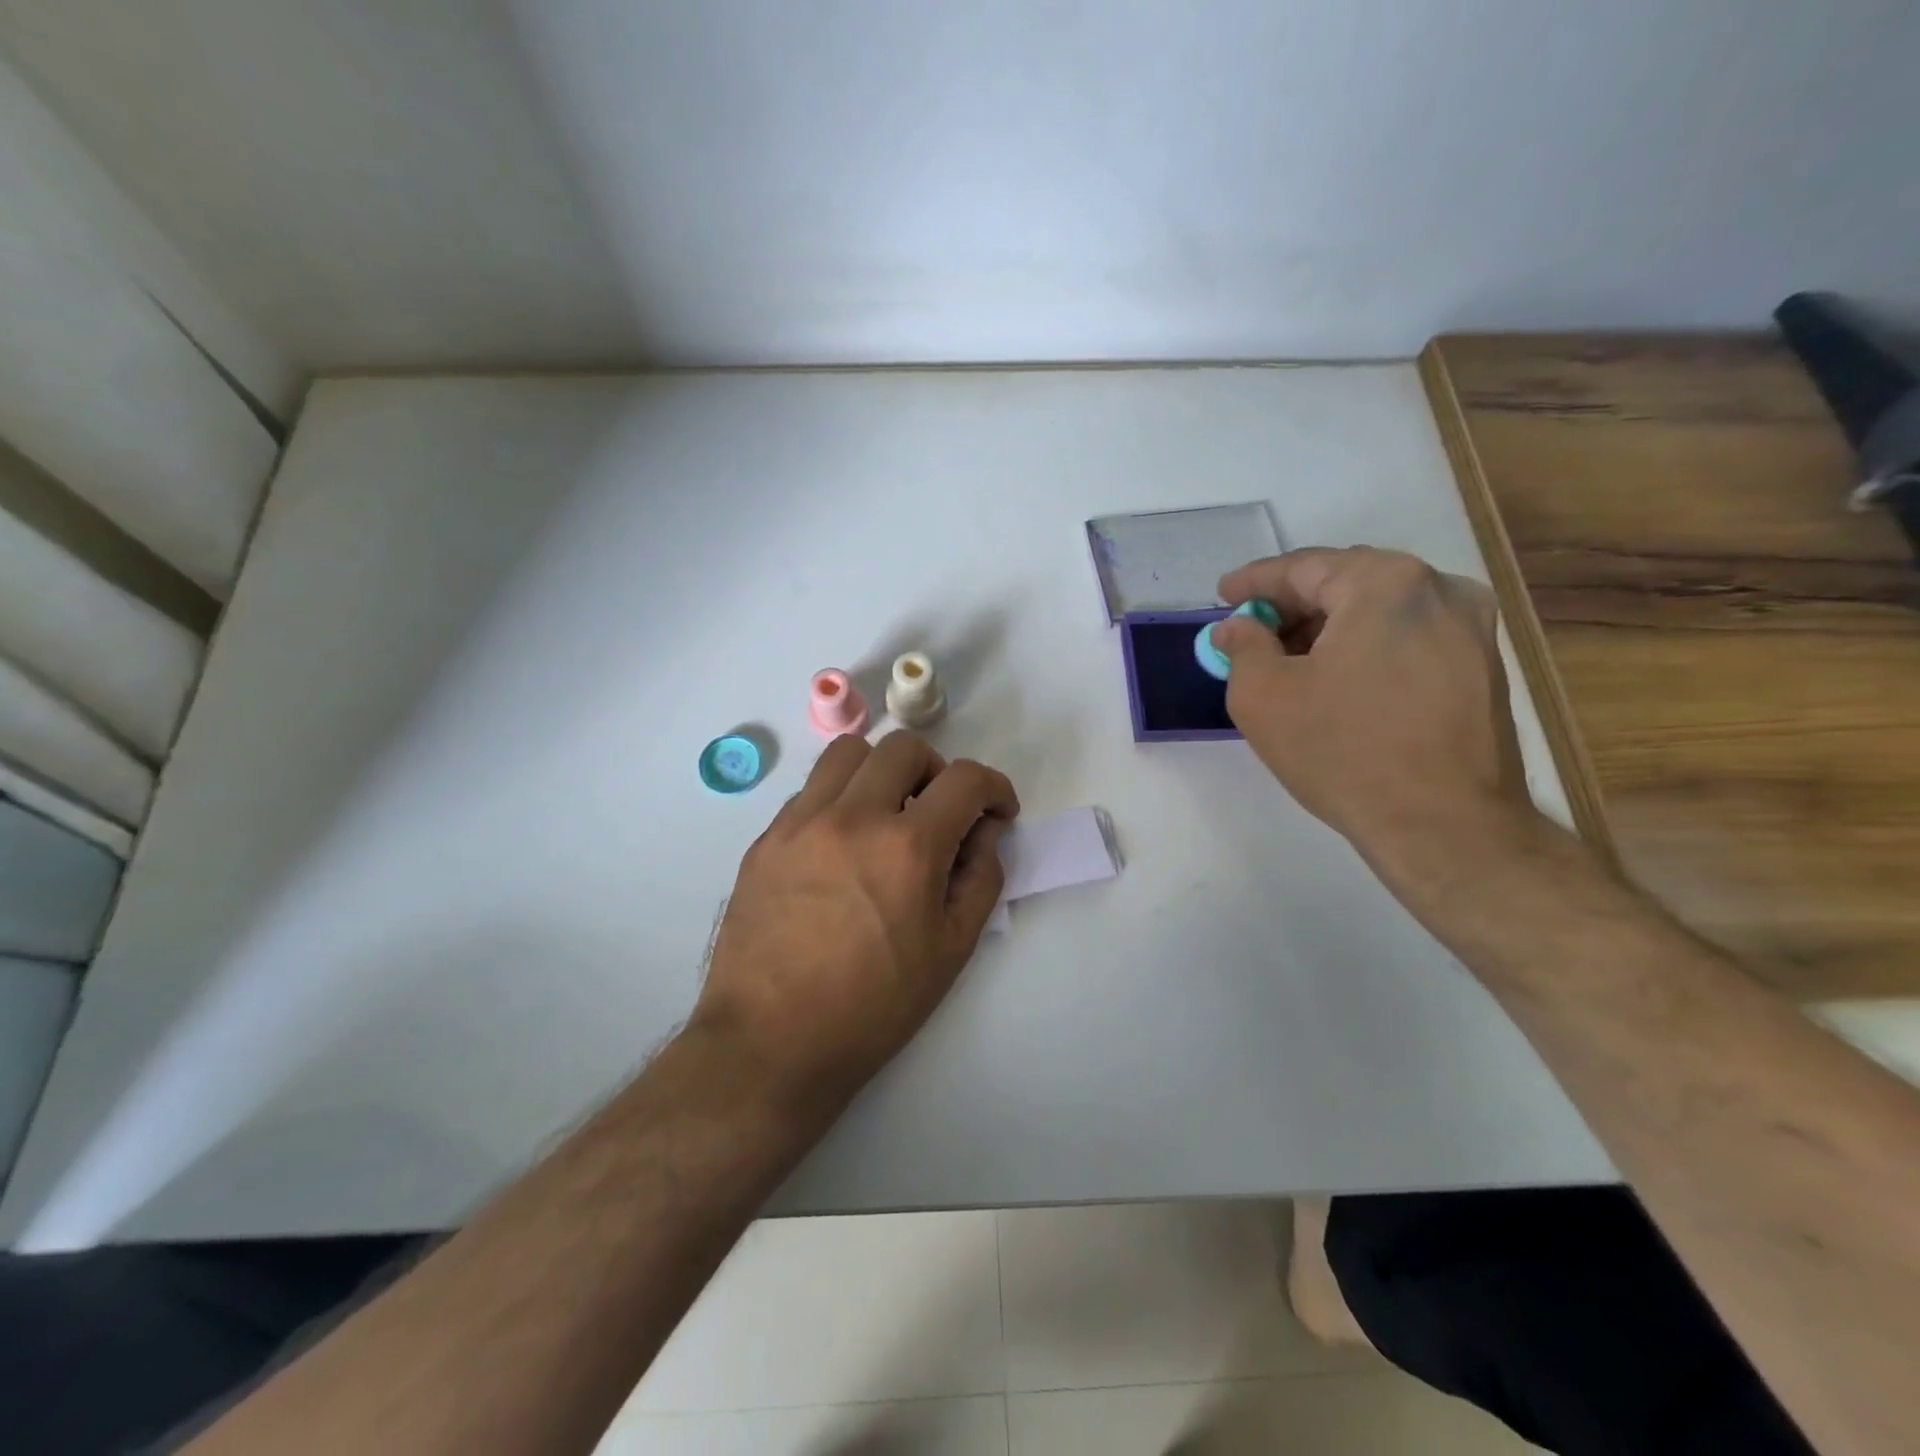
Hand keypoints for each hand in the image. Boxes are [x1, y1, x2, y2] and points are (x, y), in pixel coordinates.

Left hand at [692, 732, 1019, 1109]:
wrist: (771, 1042)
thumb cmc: (873, 1007)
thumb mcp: (951, 949)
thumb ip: (981, 876)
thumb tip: (985, 830)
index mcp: (908, 848)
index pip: (965, 779)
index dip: (994, 787)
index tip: (996, 811)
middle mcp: (853, 817)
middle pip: (904, 747)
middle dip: (938, 770)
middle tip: (939, 812)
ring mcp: (801, 823)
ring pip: (848, 752)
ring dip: (882, 771)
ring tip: (886, 813)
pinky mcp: (766, 839)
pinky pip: (810, 790)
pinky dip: (840, 799)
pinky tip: (841, 845)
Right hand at [1211, 547, 1534, 874]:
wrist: (1444, 825)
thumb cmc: (1343, 752)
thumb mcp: (1264, 698)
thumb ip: (1242, 648)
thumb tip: (1237, 628)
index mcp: (1384, 583)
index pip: (1303, 567)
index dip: (1254, 582)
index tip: (1223, 595)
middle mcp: (1438, 589)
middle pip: (1346, 582)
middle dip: (1293, 605)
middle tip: (1252, 631)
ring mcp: (1471, 628)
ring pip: (1380, 610)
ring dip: (1330, 627)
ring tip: (1290, 660)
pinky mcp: (1482, 666)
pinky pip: (1408, 637)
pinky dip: (1366, 646)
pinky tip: (1339, 680)